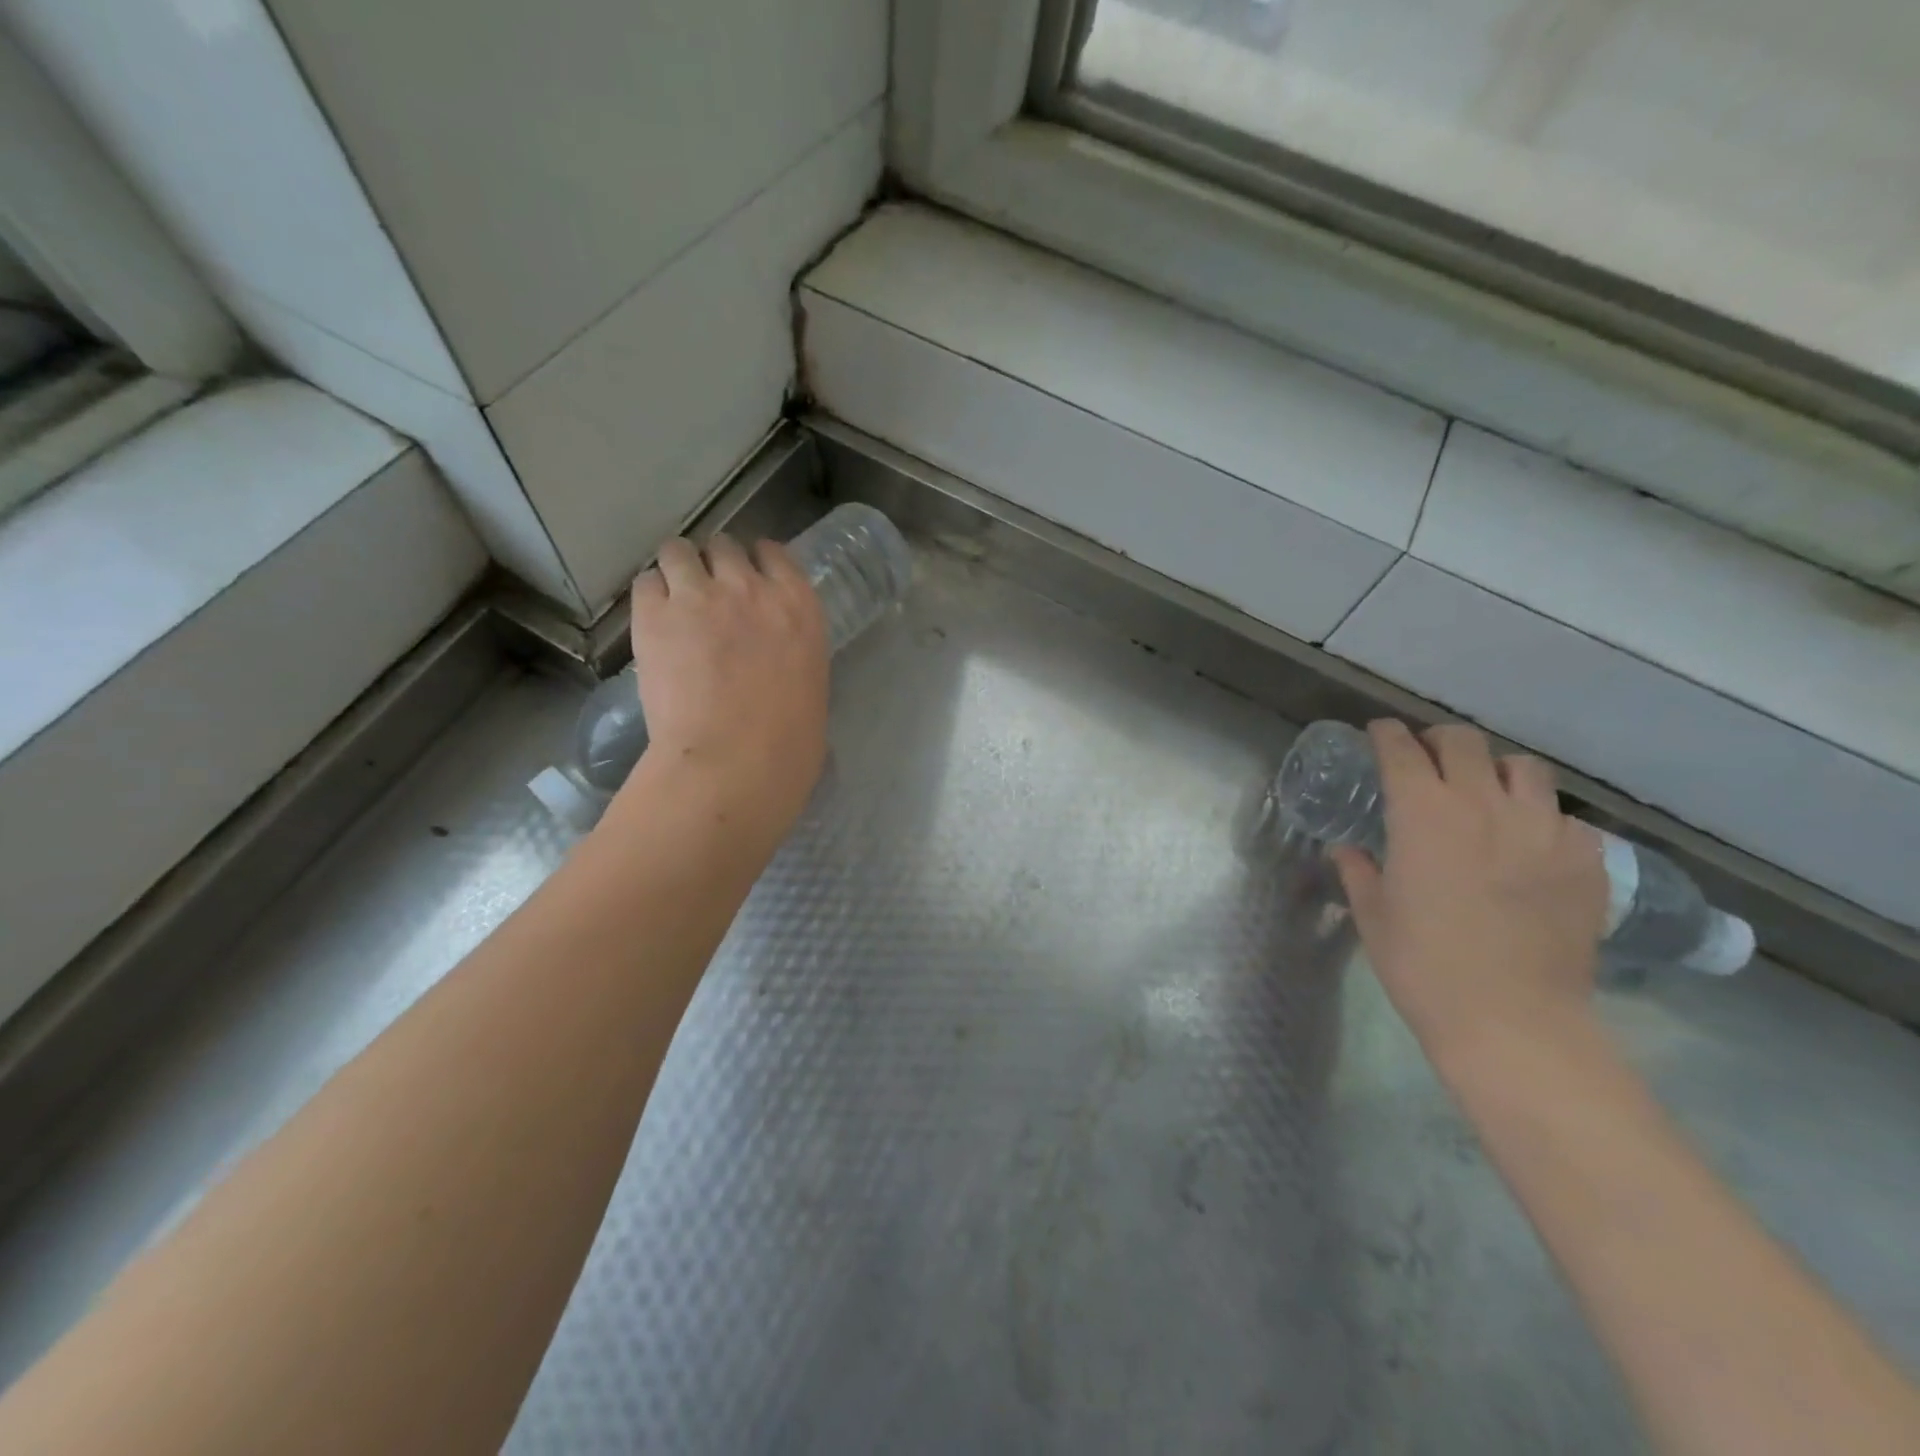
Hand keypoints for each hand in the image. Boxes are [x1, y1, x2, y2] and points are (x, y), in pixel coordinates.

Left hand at [625, 535, 829, 836]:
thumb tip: (774, 660)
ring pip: (678, 551)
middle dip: (714, 565)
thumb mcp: (810, 684)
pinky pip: (646, 582)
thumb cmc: (788, 743)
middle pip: (724, 546)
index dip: (756, 562)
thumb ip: (790, 653)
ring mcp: (699, 595)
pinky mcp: (654, 615)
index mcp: (799, 607)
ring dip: (677, 571)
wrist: (735, 760)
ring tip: (672, 601)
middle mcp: (750, 587)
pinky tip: (652, 622)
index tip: (747, 578)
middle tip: (706, 596)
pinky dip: (650, 596)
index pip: (774, 554)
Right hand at [1332, 721, 1607, 1069]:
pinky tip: (1528, 846)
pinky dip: (1540, 818)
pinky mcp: (1585, 859)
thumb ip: (1358, 870)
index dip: (1386, 735)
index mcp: (1423, 814)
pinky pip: (1563, 817)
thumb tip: (1348, 849)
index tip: (1378, 735)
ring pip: (1522, 768)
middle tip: (1426, 760)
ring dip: (1494, 771)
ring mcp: (1543, 829)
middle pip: (1463, 743)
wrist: (1513, 1020)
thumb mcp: (1374, 915)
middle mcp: (1484, 805)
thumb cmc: (1424, 965)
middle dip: (1437, 741)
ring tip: (1484, 794)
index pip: (1401, 750)